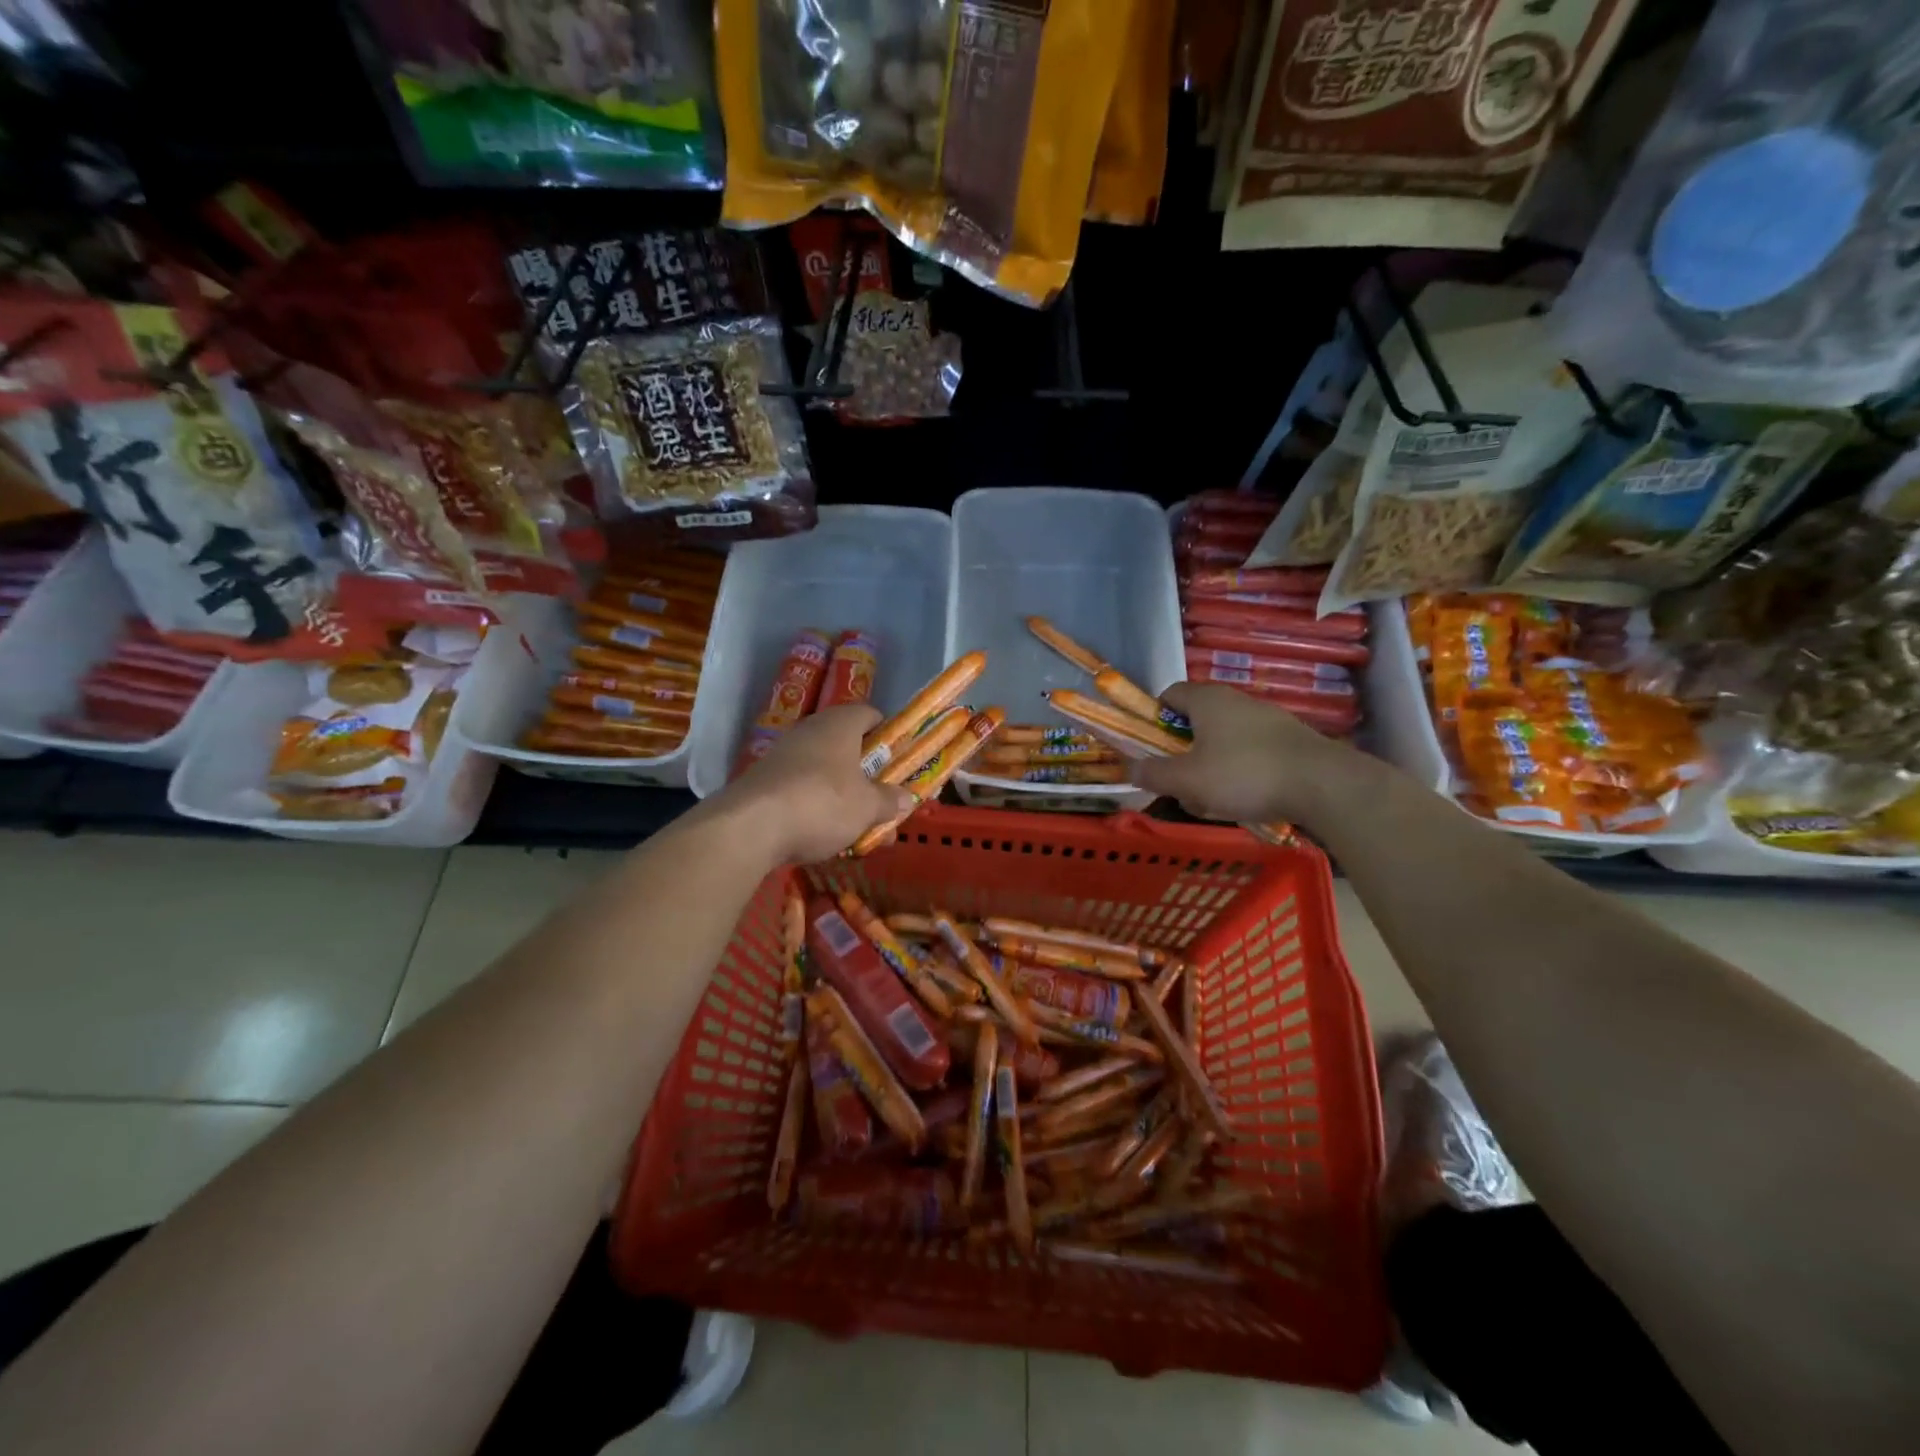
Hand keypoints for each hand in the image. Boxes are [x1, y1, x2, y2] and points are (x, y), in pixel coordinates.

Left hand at [718, 705, 915, 864]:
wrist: (750, 826)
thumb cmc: (823, 803)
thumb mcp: (867, 807)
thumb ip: (889, 801)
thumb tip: (906, 798)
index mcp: (840, 724)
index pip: (870, 715)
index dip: (888, 735)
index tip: (899, 760)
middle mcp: (810, 730)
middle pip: (847, 745)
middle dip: (867, 774)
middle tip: (883, 799)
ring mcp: (783, 755)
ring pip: (824, 771)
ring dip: (843, 795)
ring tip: (859, 827)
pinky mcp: (764, 781)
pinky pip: (801, 789)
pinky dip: (816, 807)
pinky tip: (825, 836)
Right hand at [1132, 683, 1380, 827]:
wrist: (1323, 784)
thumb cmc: (1244, 774)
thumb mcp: (1187, 780)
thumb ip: (1154, 774)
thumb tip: (1131, 768)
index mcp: (1207, 700)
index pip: (1169, 694)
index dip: (1153, 719)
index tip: (1150, 748)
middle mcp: (1236, 700)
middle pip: (1195, 721)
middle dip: (1182, 753)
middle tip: (1179, 782)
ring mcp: (1267, 719)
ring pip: (1223, 741)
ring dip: (1210, 767)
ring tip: (1213, 800)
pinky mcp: (1289, 740)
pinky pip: (1250, 752)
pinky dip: (1240, 772)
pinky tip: (1246, 799)